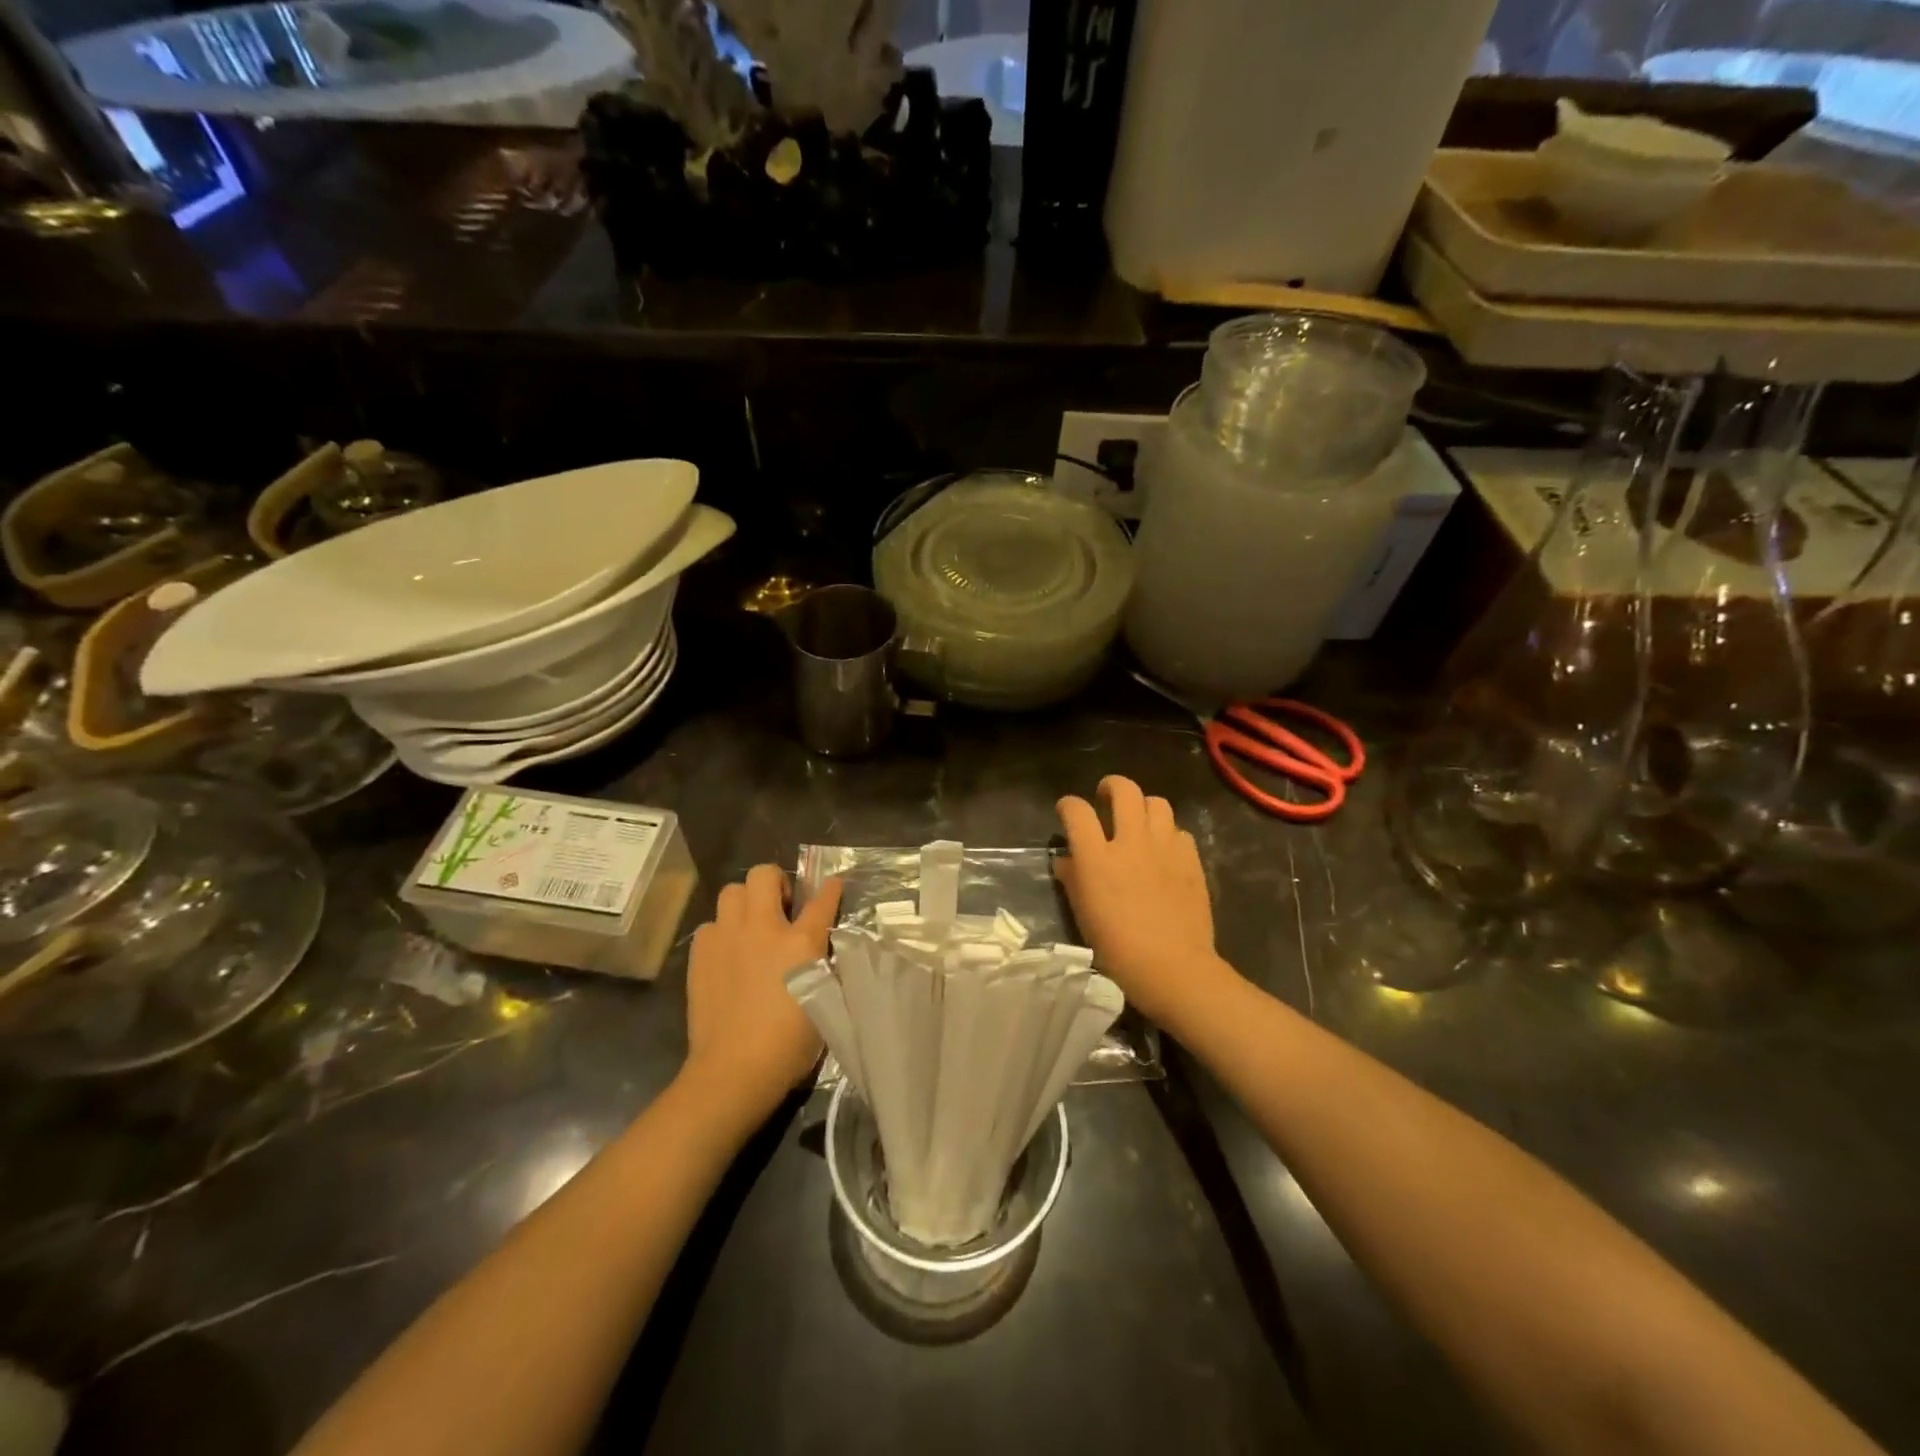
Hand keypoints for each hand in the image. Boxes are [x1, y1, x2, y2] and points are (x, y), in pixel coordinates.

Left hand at [682, 866, 842, 1124]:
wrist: (734, 1070)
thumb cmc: (790, 1044)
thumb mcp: (825, 999)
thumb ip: (824, 963)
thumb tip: (822, 946)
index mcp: (802, 941)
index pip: (823, 899)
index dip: (831, 888)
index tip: (832, 885)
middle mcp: (763, 928)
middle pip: (764, 874)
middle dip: (775, 883)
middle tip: (781, 909)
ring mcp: (727, 938)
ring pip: (731, 891)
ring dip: (745, 902)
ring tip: (751, 927)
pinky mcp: (701, 954)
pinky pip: (710, 925)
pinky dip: (721, 932)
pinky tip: (728, 954)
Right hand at [1055, 776, 1231, 1027]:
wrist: (1172, 967)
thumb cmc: (1117, 947)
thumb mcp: (1083, 914)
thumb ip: (1072, 879)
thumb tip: (1067, 860)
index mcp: (1097, 857)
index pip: (1077, 811)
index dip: (1068, 805)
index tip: (1066, 810)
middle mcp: (1131, 842)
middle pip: (1124, 790)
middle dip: (1111, 786)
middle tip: (1106, 797)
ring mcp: (1165, 848)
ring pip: (1157, 803)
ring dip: (1143, 806)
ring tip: (1139, 821)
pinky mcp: (1191, 859)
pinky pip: (1179, 831)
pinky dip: (1168, 834)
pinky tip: (1164, 851)